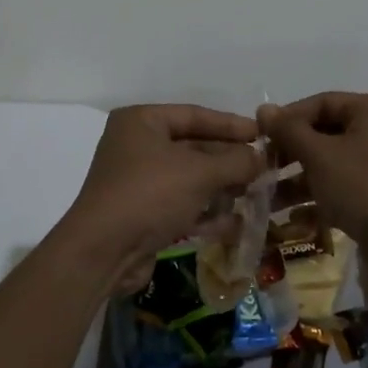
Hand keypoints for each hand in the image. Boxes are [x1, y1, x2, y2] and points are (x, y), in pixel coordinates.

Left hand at [58, 104, 261, 291]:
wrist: (103, 252)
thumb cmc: (150, 194)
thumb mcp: (199, 172)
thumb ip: (235, 161)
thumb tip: (262, 158)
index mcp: (142, 122)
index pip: (194, 115)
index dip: (230, 124)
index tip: (262, 133)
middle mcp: (137, 146)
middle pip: (193, 147)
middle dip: (228, 161)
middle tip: (264, 168)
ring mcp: (138, 182)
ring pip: (190, 179)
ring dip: (221, 188)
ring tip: (256, 195)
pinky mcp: (142, 214)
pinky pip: (181, 206)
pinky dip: (206, 212)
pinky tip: (235, 223)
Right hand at [258, 93, 367, 270]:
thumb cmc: (364, 188)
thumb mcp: (320, 155)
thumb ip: (289, 130)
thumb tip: (263, 108)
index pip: (321, 102)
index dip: (287, 118)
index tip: (259, 137)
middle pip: (325, 132)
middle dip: (291, 152)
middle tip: (262, 167)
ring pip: (330, 162)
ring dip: (299, 178)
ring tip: (268, 197)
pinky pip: (342, 185)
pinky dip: (318, 196)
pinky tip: (293, 217)